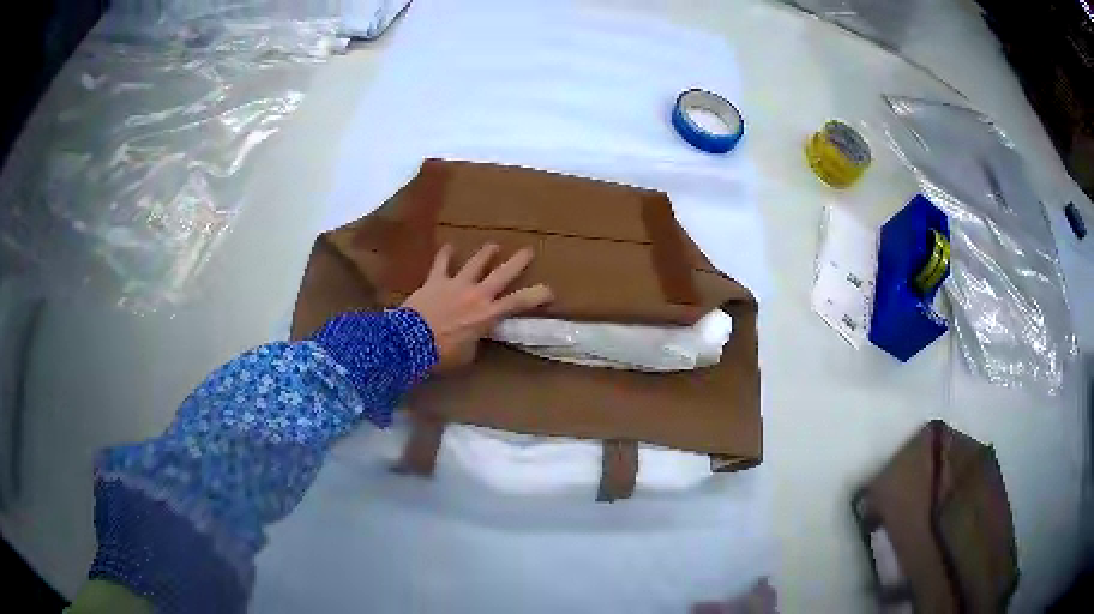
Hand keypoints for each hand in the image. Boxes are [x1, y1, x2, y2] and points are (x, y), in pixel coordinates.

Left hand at [402, 243, 553, 372]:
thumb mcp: (467, 354)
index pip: (519, 303)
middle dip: (517, 262)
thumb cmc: (442, 353)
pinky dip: (445, 255)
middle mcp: (476, 294)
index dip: (537, 295)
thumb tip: (474, 336)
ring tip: (494, 245)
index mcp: (488, 314)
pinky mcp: (435, 281)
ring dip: (486, 254)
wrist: (411, 341)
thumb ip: (475, 341)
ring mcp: (456, 284)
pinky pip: (441, 264)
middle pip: (502, 274)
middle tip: (528, 251)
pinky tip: (448, 246)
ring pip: (475, 263)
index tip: (550, 291)